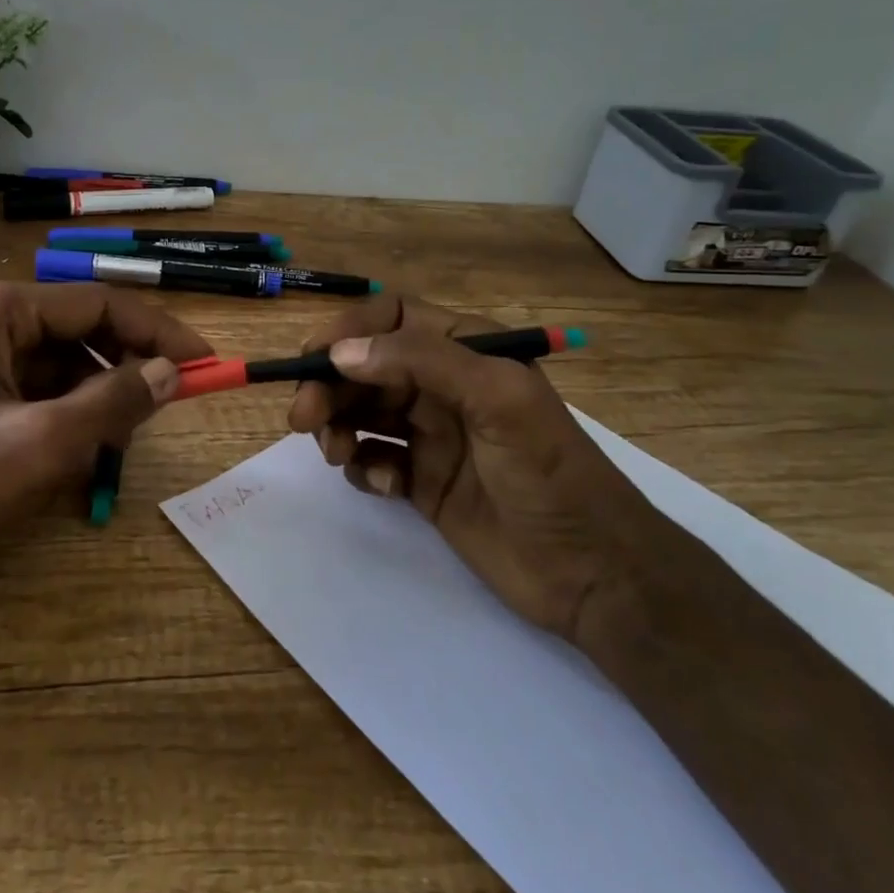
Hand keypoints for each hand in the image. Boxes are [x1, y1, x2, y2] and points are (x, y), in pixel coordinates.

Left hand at [0, 280, 211, 587]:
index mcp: (0, 309)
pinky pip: (40, 396)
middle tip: (166, 413)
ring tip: (115, 451)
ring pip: (65, 369)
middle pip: (84, 334)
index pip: (102, 304)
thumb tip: (170, 373)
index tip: (206, 364)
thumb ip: (111, 404)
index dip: (160, 332)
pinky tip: (77, 462)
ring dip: (98, 405)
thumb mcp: (37, 446)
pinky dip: (68, 423)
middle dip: (126, 373)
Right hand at [286, 293, 659, 645]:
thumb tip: (341, 353)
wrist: (591, 573)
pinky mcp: (421, 482)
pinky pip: (373, 459)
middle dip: (330, 386)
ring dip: (338, 426)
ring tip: (337, 453)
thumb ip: (422, 362)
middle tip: (302, 418)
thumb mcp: (498, 400)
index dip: (350, 331)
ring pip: (361, 412)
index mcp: (467, 352)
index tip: (313, 359)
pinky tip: (381, 485)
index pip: (393, 319)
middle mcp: (443, 387)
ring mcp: (430, 436)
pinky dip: (363, 467)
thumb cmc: (551, 474)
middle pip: (366, 368)